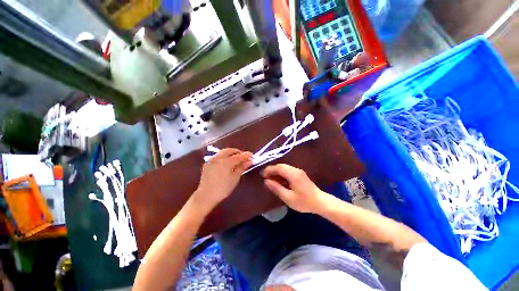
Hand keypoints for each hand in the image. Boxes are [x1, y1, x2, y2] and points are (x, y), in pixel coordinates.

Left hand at [192, 148, 251, 212]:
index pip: (238, 156)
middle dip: (238, 152)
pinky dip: (224, 156)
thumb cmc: (223, 188)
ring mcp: (212, 159)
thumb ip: (242, 167)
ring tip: (236, 158)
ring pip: (223, 152)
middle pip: (230, 150)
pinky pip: (218, 156)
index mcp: (226, 161)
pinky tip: (227, 162)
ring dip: (231, 153)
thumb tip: (249, 161)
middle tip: (244, 156)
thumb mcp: (235, 178)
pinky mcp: (208, 163)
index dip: (246, 155)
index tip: (252, 155)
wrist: (206, 196)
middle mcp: (218, 157)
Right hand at [263, 164, 326, 212]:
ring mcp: (298, 171)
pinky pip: (288, 171)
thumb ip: (276, 188)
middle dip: (272, 171)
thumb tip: (266, 181)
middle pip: (281, 166)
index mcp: (293, 174)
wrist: (320, 202)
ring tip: (272, 181)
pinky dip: (282, 175)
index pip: (278, 167)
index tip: (262, 176)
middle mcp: (295, 170)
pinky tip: (280, 182)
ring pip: (284, 168)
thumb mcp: (288, 197)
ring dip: (277, 173)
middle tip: (266, 179)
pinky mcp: (300, 174)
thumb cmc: (304, 202)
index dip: (269, 170)